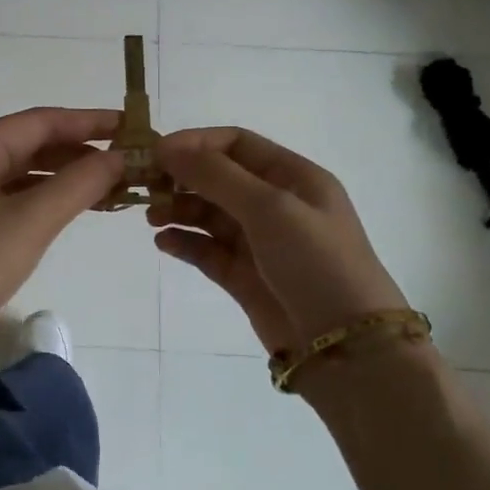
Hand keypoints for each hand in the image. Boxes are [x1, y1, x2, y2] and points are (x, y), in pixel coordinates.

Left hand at [0, 107, 124, 366]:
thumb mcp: (29, 221)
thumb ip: (78, 184)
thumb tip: (120, 157)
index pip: (37, 122)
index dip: (86, 121)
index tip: (130, 126)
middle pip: (28, 146)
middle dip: (78, 151)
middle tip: (127, 162)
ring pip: (21, 178)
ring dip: (65, 179)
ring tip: (111, 188)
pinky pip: (13, 205)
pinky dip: (45, 205)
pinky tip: (73, 214)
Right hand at [149, 126, 406, 353]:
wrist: (345, 345)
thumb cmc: (315, 262)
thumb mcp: (269, 208)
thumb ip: (216, 176)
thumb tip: (167, 148)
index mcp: (293, 177)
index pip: (237, 144)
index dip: (196, 143)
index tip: (156, 153)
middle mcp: (276, 204)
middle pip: (219, 178)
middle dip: (182, 178)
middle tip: (144, 186)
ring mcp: (260, 242)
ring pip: (209, 214)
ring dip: (179, 210)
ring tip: (152, 219)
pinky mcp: (244, 276)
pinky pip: (207, 250)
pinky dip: (185, 243)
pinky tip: (164, 242)